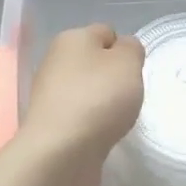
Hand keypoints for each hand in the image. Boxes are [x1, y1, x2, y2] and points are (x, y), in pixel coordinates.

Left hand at [15, 25, 145, 185]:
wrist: (61, 152)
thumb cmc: (98, 98)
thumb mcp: (128, 62)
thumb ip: (131, 49)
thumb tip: (122, 49)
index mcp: (71, 38)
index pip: (105, 33)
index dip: (125, 50)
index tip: (135, 73)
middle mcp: (55, 61)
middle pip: (94, 63)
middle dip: (114, 78)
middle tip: (129, 96)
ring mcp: (49, 94)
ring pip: (87, 90)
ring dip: (103, 102)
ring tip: (116, 119)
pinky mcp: (50, 123)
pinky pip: (80, 115)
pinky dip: (92, 123)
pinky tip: (101, 135)